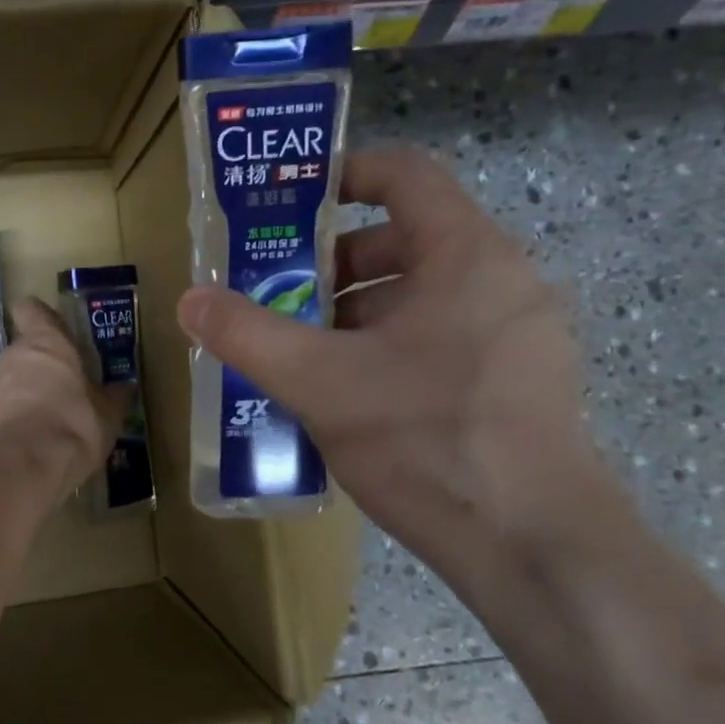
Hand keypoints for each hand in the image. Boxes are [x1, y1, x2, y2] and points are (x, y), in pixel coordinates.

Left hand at [0, 298, 127, 506]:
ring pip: (12, 375)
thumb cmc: (75, 424)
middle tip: (65, 383)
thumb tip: (126, 387)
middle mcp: (15, 353)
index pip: (31, 308)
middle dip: (41, 361)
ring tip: (51, 414)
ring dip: (27, 389)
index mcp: (47, 342)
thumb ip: (114, 396)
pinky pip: (2, 404)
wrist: (28, 464)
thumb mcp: (107, 413)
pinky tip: (34, 436)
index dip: (42, 318)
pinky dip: (15, 414)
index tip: (58, 332)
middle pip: (25, 345)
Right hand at [176, 147, 622, 595]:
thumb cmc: (427, 440)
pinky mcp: (515, 384)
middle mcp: (501, 281)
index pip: (403, 174)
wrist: (535, 549)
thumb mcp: (320, 383)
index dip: (341, 174)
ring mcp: (515, 336)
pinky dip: (384, 350)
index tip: (286, 204)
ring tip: (298, 355)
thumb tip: (189, 301)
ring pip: (418, 298)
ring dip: (352, 315)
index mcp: (467, 255)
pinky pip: (438, 340)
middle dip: (330, 265)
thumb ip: (249, 335)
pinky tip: (343, 398)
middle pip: (403, 240)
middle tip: (276, 297)